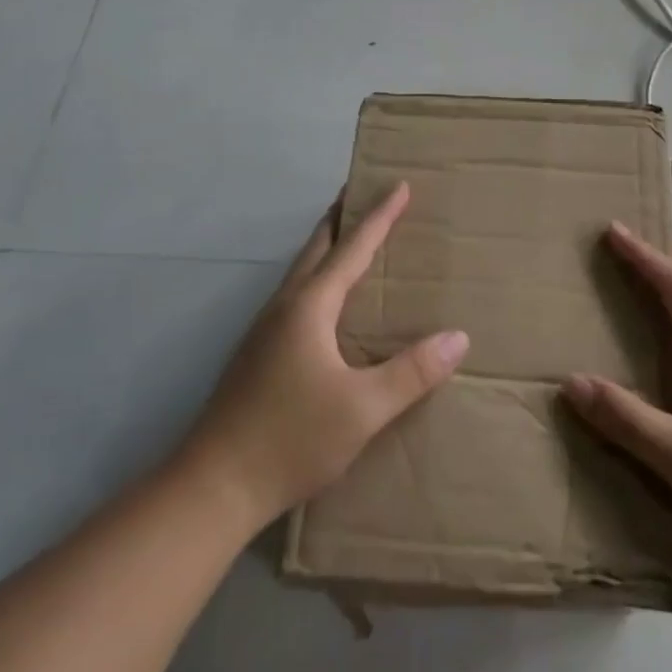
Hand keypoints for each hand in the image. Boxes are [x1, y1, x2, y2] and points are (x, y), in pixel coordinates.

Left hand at [181, 183, 469, 528]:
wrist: (212, 487)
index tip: (399, 185)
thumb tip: (458, 337)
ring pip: (302, 271)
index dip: (379, 216)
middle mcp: (284, 307)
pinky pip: (295, 296)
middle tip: (365, 193)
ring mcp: (264, 330)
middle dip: (343, 217)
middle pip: (317, 247)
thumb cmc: (290, 439)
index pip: (352, 248)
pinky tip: (327, 304)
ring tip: (351, 239)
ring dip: (327, 247)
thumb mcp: (363, 409)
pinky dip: (318, 277)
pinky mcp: (257, 354)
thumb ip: (412, 372)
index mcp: (309, 307)